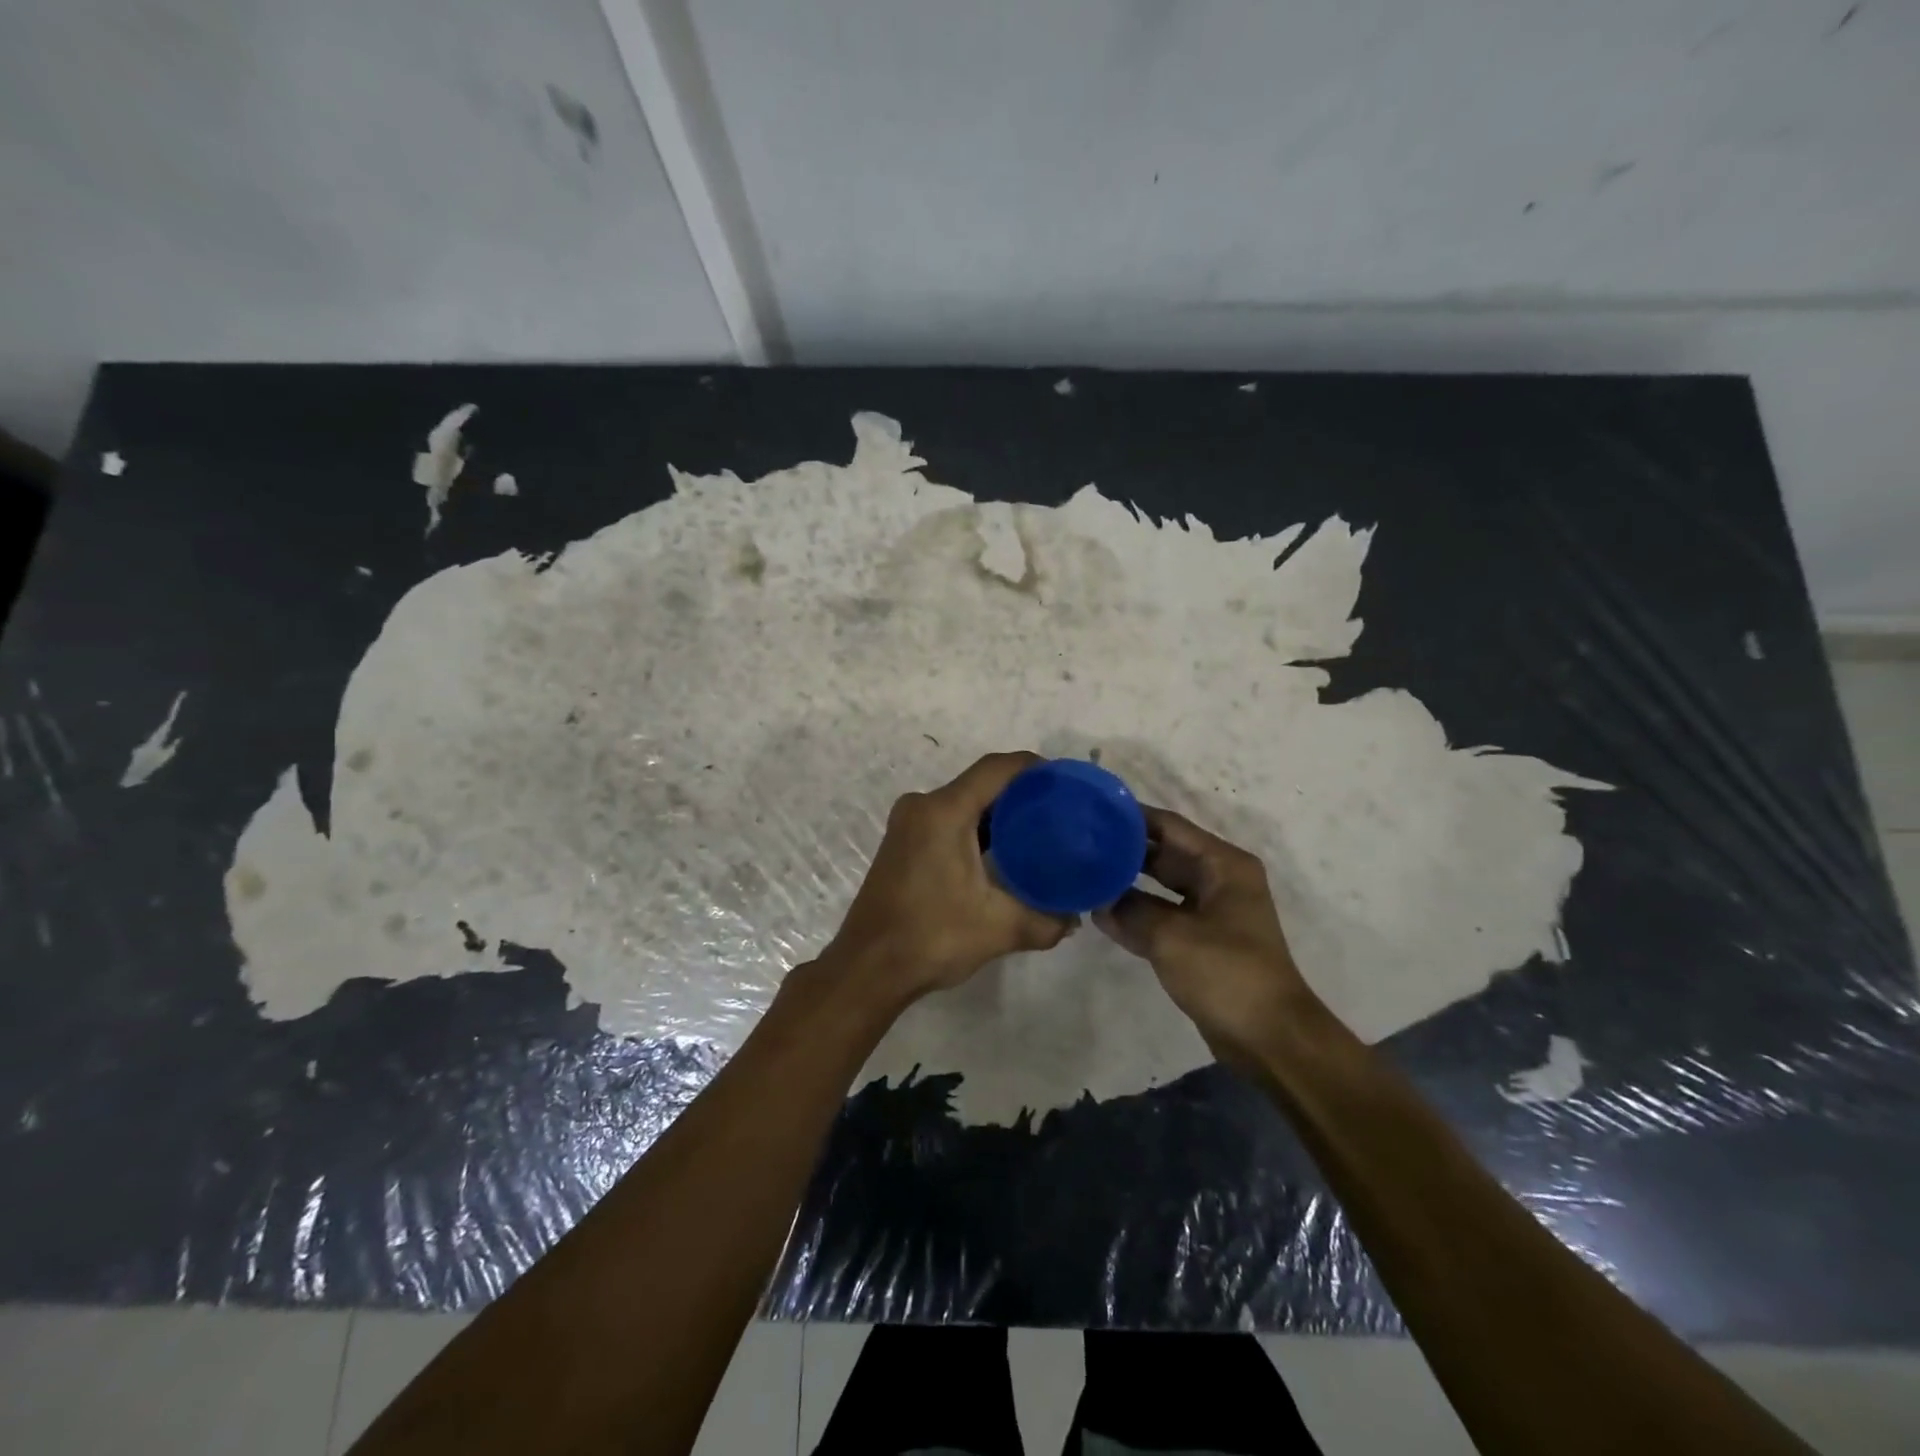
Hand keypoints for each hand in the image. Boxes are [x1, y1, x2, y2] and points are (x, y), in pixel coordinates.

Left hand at [823, 752, 1075, 1007]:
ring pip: (963, 803)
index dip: (1034, 768)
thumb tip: (1074, 919)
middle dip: (1021, 793)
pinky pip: (948, 820)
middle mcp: (922, 807)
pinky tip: (1004, 852)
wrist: (868, 968)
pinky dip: (977, 828)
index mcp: (943, 812)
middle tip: (1060, 811)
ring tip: (1040, 831)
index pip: (996, 769)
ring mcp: (908, 824)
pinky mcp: (902, 843)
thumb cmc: (932, 937)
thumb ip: (1045, 921)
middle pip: (980, 784)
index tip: (1066, 781)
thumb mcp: (999, 928)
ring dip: (998, 814)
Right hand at [1094, 806, 1315, 1068]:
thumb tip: (1097, 899)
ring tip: (1082, 873)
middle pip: (1163, 853)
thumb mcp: (1171, 937)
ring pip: (1159, 886)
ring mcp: (1210, 912)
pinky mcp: (1200, 941)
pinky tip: (1099, 913)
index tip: (1091, 813)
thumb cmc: (1227, 974)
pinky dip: (1135, 915)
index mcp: (1223, 865)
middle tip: (1079, 843)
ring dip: (1125, 884)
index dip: (1131, 818)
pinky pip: (1161, 917)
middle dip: (1123, 850)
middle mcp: (1218, 880)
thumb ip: (1129, 910)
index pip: (1169, 826)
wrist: (1270, 1039)